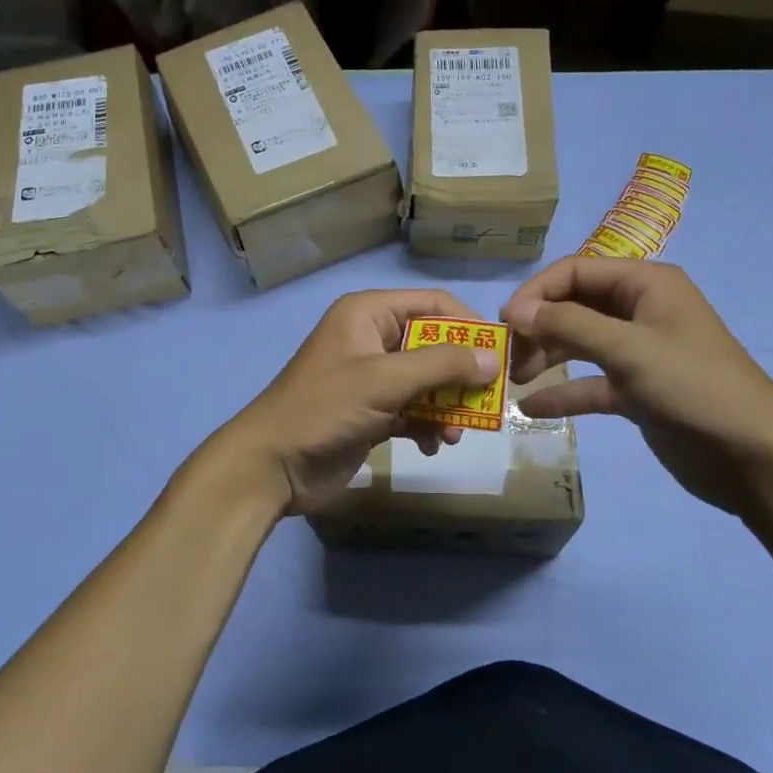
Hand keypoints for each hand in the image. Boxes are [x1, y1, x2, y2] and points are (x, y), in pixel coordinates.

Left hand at [219, 290, 501, 515]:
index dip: (469, 325)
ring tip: (455, 433)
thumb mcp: (384, 381)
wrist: (271, 467)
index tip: (501, 355)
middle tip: (487, 402)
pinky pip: (413, 409)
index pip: (433, 305)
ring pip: (427, 382)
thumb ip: (441, 366)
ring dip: (447, 406)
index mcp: (369, 314)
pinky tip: (433, 445)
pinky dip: (428, 425)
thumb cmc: (324, 409)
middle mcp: (372, 339)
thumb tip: (493, 358)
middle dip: (460, 375)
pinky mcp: (371, 412)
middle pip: (434, 346)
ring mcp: (371, 378)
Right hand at [502, 257, 772, 523]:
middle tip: (506, 354)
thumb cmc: (694, 387)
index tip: (504, 322)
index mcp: (645, 284)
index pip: (575, 271)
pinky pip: (590, 383)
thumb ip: (569, 324)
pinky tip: (531, 407)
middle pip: (574, 305)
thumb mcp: (629, 349)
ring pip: (579, 343)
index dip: (536, 292)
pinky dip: (563, 392)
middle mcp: (639, 310)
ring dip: (545, 356)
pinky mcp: (637, 391)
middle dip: (538, 325)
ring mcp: (638, 352)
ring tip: (513, 378)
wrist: (753, 456)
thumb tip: (516, 310)